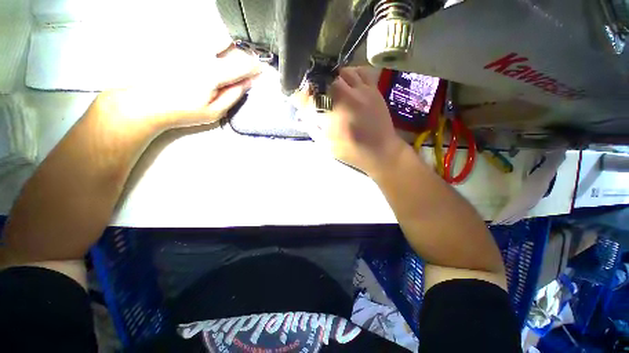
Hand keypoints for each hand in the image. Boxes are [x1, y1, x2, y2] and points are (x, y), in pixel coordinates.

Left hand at [92, 44, 260, 136]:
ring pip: (217, 40)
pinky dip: (214, 46)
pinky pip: (203, 41)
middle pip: (230, 46)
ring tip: (232, 61)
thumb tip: (248, 83)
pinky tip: (214, 57)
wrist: (147, 102)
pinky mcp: (179, 46)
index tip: (261, 70)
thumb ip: (233, 96)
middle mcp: (201, 55)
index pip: (241, 65)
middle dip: (243, 55)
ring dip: (229, 48)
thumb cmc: (182, 111)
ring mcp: (188, 48)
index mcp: (212, 74)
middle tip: (248, 65)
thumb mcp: (214, 112)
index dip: (254, 67)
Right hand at [305, 67, 404, 174]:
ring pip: (341, 71)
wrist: (381, 151)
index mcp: (334, 116)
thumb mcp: (327, 145)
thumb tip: (302, 112)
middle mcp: (347, 99)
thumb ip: (312, 127)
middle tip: (313, 93)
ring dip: (331, 78)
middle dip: (314, 85)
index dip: (300, 95)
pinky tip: (346, 83)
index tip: (297, 98)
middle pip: (325, 79)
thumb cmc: (352, 152)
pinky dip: (349, 73)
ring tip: (329, 88)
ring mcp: (362, 91)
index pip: (310, 97)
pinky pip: (360, 71)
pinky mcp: (373, 89)